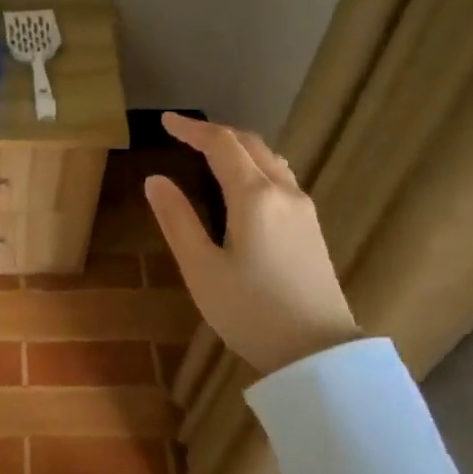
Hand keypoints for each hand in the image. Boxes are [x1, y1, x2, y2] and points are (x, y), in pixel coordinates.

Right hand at [144, 113, 358, 375]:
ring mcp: (303, 209)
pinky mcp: (311, 228)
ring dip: (240, 147)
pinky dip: (256, 165)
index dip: (192, 129)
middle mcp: (283, 191)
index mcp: (254, 196)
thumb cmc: (250, 311)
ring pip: (271, 159)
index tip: (166, 121)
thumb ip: (177, 220)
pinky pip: (282, 177)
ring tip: (212, 153)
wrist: (317, 352)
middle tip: (185, 134)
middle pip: (251, 144)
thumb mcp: (201, 268)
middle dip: (217, 133)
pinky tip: (245, 185)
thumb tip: (155, 180)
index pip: (221, 144)